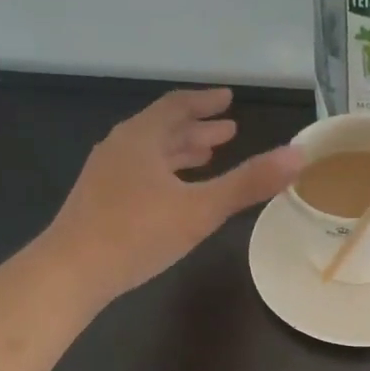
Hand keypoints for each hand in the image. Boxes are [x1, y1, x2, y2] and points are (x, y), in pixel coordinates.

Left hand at [46, 88, 302, 302]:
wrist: (72, 271)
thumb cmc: (138, 233)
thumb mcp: (201, 209)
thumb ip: (249, 183)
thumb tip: (298, 155)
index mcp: (141, 138)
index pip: (176, 107)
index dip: (205, 102)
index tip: (228, 99)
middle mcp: (120, 148)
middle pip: (162, 128)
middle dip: (197, 129)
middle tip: (228, 132)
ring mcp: (105, 176)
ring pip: (150, 154)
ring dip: (180, 152)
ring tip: (207, 157)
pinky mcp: (99, 202)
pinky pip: (140, 175)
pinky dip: (165, 174)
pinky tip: (173, 196)